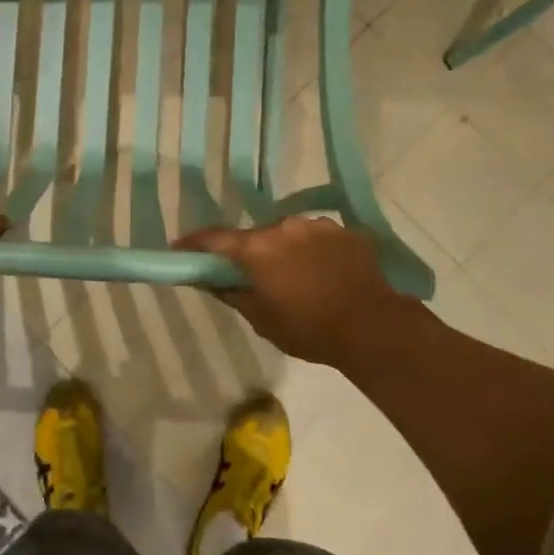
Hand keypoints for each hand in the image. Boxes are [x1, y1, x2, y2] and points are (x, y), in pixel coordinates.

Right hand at [174, 216, 421, 369]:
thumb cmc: (309, 329)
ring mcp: (318, 225)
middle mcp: (284, 226)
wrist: (374, 327)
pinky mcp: (346, 231)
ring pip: (288, 234)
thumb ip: (231, 293)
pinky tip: (323, 274)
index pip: (215, 238)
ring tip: (296, 278)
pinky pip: (318, 238)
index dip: (194, 243)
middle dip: (249, 253)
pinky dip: (313, 252)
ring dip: (284, 251)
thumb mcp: (261, 319)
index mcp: (258, 248)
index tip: (180, 247)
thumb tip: (207, 278)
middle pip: (256, 236)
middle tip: (253, 276)